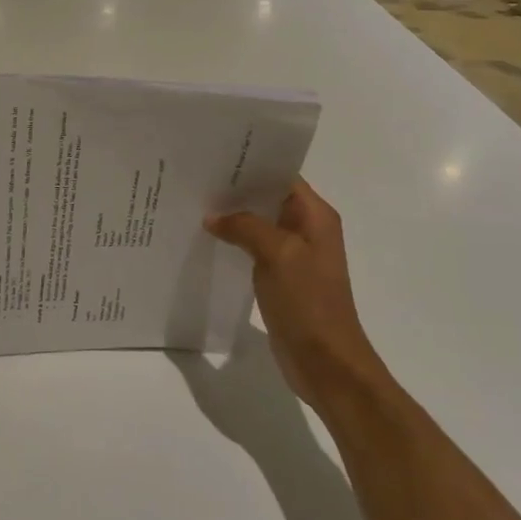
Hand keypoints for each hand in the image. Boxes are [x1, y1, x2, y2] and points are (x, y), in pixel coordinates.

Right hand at [205, 180, 387, 409]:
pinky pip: (254, 249)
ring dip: (232, 217)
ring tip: (194, 206)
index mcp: (315, 216)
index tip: (213, 158)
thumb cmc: (309, 302)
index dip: (251, 165)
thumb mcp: (278, 254)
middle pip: (267, 198)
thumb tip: (214, 217)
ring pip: (258, 224)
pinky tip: (207, 241)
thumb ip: (246, 227)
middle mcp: (306, 229)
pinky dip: (234, 242)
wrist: (326, 362)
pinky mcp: (281, 277)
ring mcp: (294, 255)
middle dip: (235, 190)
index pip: (281, 176)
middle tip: (195, 179)